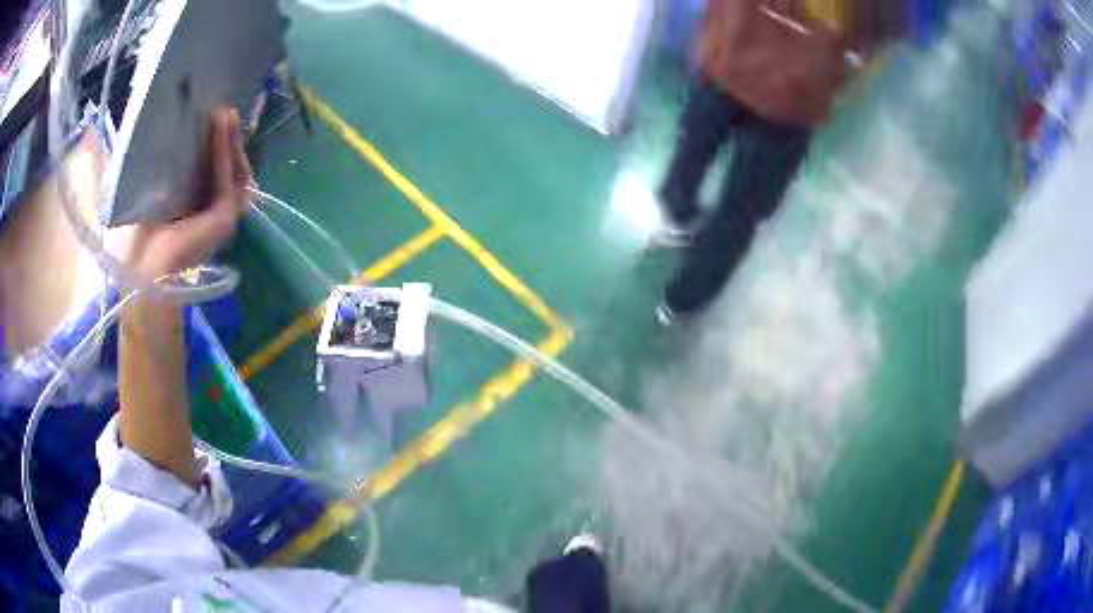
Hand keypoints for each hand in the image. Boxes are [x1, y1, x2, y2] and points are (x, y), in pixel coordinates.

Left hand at [119, 107, 253, 282]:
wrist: (142, 275)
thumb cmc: (135, 239)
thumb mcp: (140, 194)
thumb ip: (149, 169)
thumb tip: (139, 137)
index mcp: (191, 207)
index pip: (207, 170)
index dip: (209, 144)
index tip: (206, 118)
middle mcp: (208, 211)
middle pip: (224, 168)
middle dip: (225, 140)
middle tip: (221, 111)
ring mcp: (220, 217)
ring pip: (234, 171)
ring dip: (230, 141)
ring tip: (224, 114)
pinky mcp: (224, 219)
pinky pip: (227, 179)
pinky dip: (224, 153)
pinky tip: (221, 129)